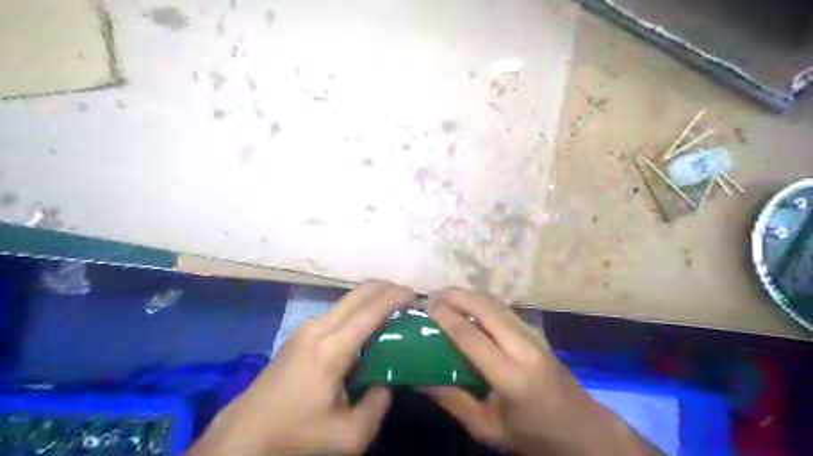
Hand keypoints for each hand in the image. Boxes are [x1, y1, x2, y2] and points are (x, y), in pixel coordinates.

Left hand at [189, 281, 413, 455]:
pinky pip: (339, 310)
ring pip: (349, 298)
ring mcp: (307, 327)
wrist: (243, 435)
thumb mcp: (348, 436)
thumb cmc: (296, 435)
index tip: (418, 297)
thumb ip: (378, 404)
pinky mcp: (301, 332)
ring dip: (374, 298)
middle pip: (360, 292)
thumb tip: (389, 381)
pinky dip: (360, 308)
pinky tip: (369, 326)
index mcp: (331, 348)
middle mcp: (319, 327)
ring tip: (395, 312)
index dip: (397, 297)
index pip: (371, 309)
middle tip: (411, 300)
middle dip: (388, 289)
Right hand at [426, 288, 659, 455]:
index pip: (471, 337)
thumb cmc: (533, 436)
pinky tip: (469, 307)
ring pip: (497, 302)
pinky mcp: (537, 332)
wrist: (585, 431)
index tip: (426, 306)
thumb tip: (419, 380)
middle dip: (456, 296)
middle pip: (485, 308)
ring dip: (469, 295)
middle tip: (431, 297)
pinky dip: (482, 302)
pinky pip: (504, 308)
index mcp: (511, 376)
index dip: (446, 317)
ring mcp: (534, 335)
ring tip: (446, 298)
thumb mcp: (488, 429)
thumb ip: (452, 401)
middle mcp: (524, 347)